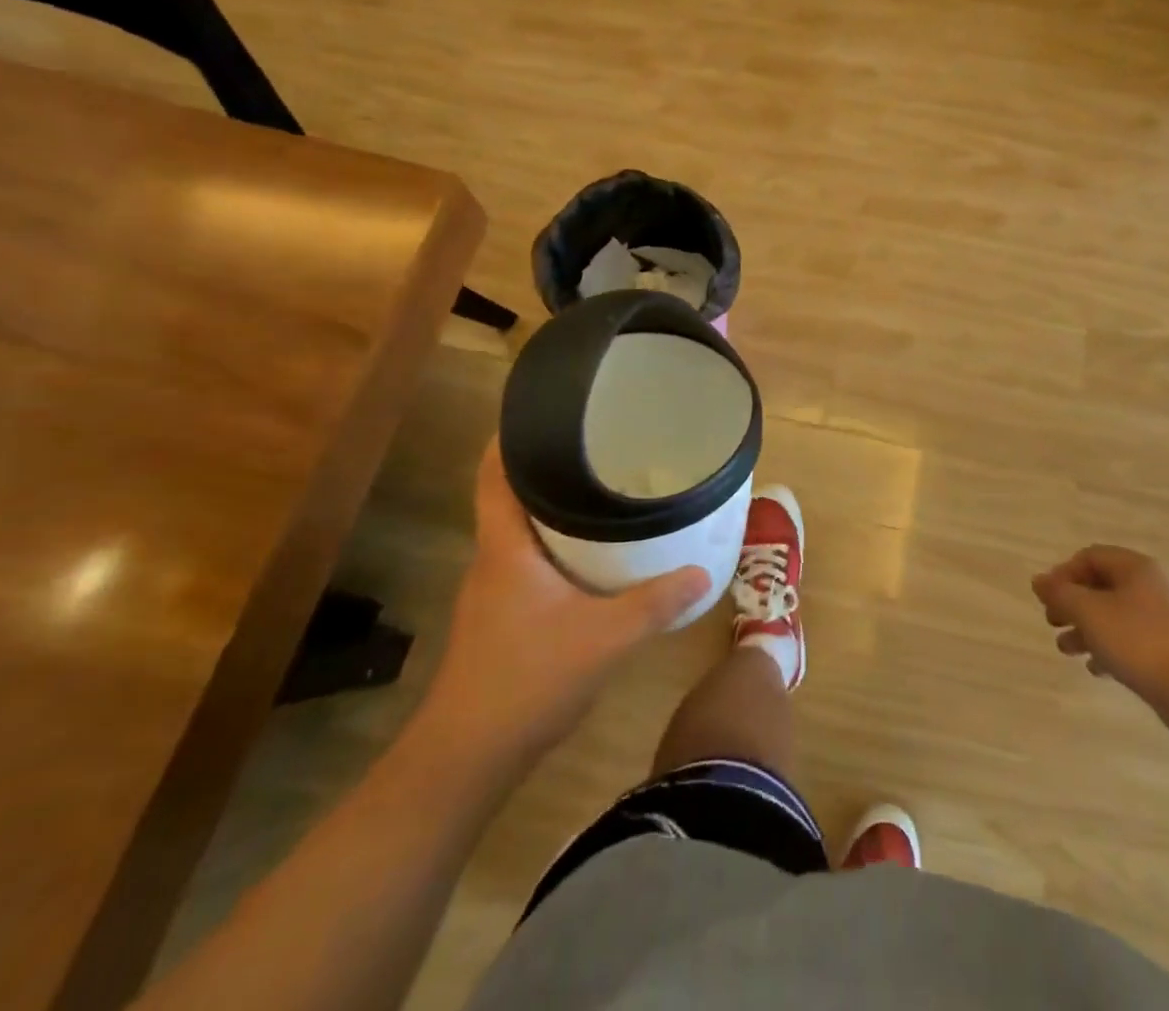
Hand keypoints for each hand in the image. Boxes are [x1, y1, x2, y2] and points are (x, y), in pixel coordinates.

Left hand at [425, 438, 709, 754]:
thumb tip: (701, 571)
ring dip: (555, 510)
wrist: (466, 759)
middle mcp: (493, 559)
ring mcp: (493, 590)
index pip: (493, 473)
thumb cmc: (527, 681)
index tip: (544, 409)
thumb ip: (655, 603)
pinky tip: (592, 557)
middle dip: (550, 468)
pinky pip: (529, 561)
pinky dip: (557, 546)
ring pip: (522, 531)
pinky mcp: (501, 617)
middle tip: (599, 446)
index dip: (509, 436)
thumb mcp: (604, 639)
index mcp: (505, 547)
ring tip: (603, 491)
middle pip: (512, 496)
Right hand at [1032, 546, 1168, 729]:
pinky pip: (1128, 642)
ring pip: (1112, 616)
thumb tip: (1038, 580)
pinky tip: (1096, 669)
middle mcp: (1147, 588)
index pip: (1089, 557)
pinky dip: (1107, 650)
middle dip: (1072, 603)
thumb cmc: (1139, 640)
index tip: (1047, 598)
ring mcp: (1160, 621)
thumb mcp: (1089, 612)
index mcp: (1132, 568)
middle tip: (1052, 621)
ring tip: (1066, 649)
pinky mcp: (1167, 653)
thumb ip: (1060, 594)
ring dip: (1085, 629)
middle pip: (1100, 586)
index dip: (1063, 573)